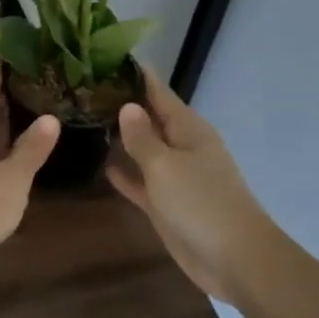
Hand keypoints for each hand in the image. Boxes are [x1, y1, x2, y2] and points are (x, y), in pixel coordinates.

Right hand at [106, 67, 270, 305]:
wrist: (235, 260)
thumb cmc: (201, 204)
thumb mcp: (165, 165)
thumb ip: (142, 137)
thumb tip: (127, 106)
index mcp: (188, 129)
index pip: (158, 92)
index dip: (135, 76)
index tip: (106, 57)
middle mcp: (182, 147)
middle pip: (149, 119)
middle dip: (122, 104)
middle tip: (83, 88)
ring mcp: (174, 176)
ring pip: (143, 149)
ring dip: (120, 137)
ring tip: (84, 119)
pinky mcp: (166, 204)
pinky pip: (141, 180)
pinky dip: (124, 172)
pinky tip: (101, 164)